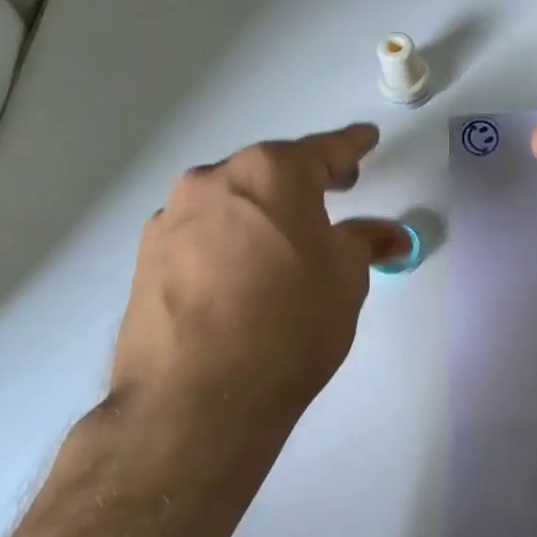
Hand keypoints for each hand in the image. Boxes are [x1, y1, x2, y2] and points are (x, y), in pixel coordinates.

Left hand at [111, 123, 409, 436]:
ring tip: (284, 244)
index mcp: (271, 174)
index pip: (324, 150)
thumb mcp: (346, 279)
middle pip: (269, 170)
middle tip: (334, 192)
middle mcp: (214, 181)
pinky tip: (241, 274)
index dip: (352, 146)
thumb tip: (389, 235)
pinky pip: (201, 233)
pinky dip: (228, 240)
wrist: (199, 397)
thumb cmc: (291, 323)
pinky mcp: (147, 257)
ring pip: (230, 201)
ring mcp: (173, 218)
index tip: (367, 139)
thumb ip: (365, 243)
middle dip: (303, 180)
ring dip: (260, 212)